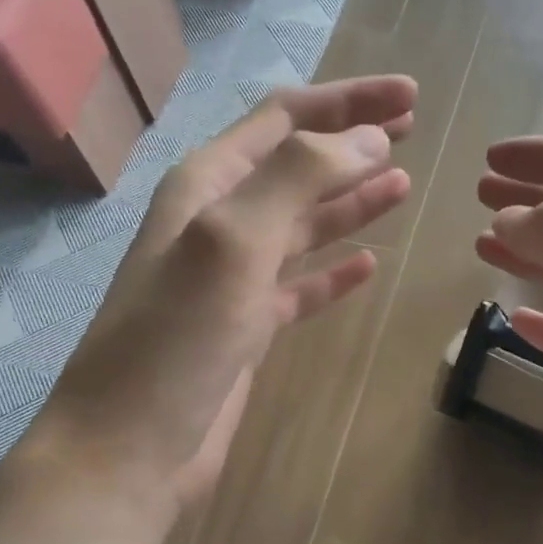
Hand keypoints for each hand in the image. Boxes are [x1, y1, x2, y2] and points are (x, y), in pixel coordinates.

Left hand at [28, 76, 416, 516]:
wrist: (130, 447)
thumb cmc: (174, 339)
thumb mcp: (231, 241)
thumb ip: (298, 180)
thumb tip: (371, 139)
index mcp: (207, 186)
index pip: (284, 120)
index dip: (347, 102)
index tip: (409, 96)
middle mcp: (219, 223)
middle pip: (297, 165)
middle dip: (353, 141)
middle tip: (412, 127)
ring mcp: (233, 279)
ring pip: (303, 225)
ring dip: (351, 202)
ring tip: (403, 185)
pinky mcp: (247, 329)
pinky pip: (300, 287)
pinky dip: (333, 273)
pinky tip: (367, 265)